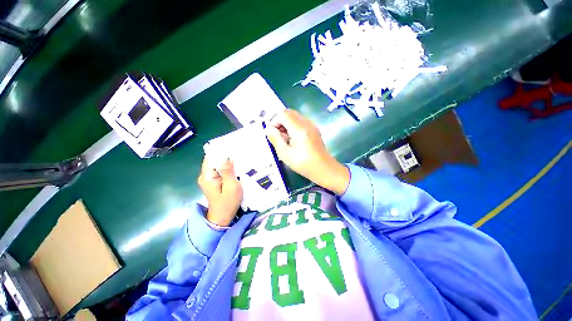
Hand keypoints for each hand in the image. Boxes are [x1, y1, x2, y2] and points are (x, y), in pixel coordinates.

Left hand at [197, 157, 242, 226]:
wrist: (222, 218)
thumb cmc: (228, 203)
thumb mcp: (231, 186)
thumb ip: (228, 171)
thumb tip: (226, 156)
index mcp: (207, 176)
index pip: (211, 157)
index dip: (221, 151)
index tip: (233, 147)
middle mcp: (205, 175)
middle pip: (213, 160)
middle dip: (225, 155)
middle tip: (239, 152)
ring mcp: (208, 179)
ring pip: (217, 165)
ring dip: (227, 161)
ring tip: (239, 158)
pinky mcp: (213, 182)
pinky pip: (219, 170)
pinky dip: (226, 168)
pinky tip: (235, 167)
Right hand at [266, 109, 349, 194]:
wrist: (324, 169)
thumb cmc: (304, 164)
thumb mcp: (285, 154)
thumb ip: (275, 139)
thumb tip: (268, 128)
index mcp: (299, 128)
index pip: (283, 114)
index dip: (274, 121)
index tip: (273, 134)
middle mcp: (306, 123)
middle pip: (289, 113)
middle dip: (280, 122)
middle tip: (278, 136)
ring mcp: (311, 125)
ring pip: (294, 117)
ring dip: (286, 125)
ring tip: (285, 140)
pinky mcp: (313, 129)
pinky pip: (300, 122)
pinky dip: (293, 127)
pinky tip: (293, 140)